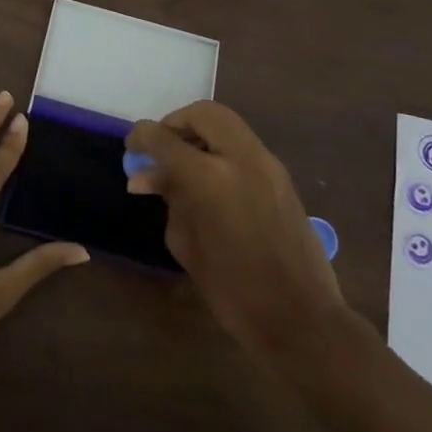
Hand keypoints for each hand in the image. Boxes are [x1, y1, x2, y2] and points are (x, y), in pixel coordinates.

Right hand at [127, 102, 347, 358]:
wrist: (300, 318)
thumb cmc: (232, 289)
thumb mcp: (186, 243)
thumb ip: (169, 198)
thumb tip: (148, 176)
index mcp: (209, 177)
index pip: (164, 137)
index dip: (141, 137)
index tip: (131, 147)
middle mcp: (241, 159)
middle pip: (204, 113)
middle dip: (177, 123)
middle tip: (162, 148)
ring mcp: (268, 165)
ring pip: (228, 125)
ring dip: (201, 135)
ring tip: (183, 166)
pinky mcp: (282, 178)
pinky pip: (244, 146)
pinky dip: (221, 150)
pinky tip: (209, 181)